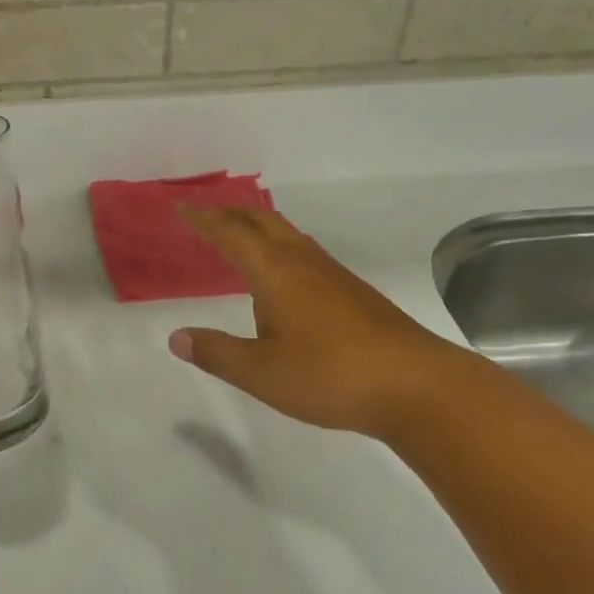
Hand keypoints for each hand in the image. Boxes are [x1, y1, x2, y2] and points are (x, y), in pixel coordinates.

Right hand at [168, 207, 474, 439]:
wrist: (416, 385)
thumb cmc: (330, 375)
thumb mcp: (262, 373)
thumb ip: (217, 353)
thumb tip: (177, 337)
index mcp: (275, 272)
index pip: (231, 234)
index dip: (204, 220)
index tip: (183, 209)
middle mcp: (303, 262)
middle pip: (263, 221)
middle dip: (232, 214)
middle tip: (207, 215)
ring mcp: (333, 275)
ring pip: (287, 235)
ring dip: (258, 227)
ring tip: (240, 238)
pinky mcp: (353, 292)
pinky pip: (304, 253)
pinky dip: (280, 248)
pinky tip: (283, 277)